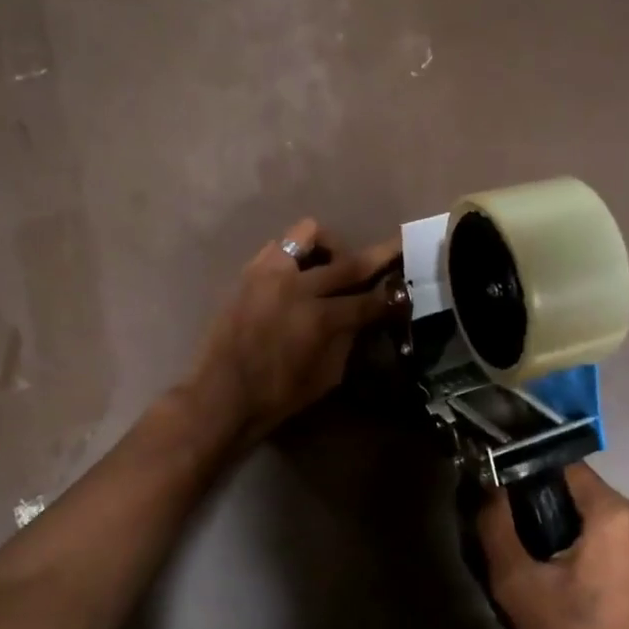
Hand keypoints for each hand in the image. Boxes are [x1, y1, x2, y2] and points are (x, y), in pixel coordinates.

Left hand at [187, 217, 403, 443]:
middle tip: (397, 246)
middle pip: (349, 262)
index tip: (407, 290)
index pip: (369, 300)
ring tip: (332, 265)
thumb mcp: (327, 376)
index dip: (391, 297)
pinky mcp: (249, 272)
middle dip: (380, 254)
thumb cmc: (278, 395)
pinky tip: (299, 274)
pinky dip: (296, 254)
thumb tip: (363, 316)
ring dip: (330, 247)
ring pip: (309, 234)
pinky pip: (279, 246)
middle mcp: (297, 287)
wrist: (221, 394)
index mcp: (320, 319)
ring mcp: (270, 274)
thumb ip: (348, 339)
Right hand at [478, 464, 628, 628]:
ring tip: (535, 547)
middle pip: (579, 485)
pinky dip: (583, 532)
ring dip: (563, 516)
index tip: (502, 489)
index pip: (563, 465)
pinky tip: (562, 561)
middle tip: (514, 525)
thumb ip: (496, 524)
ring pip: (593, 505)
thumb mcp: (516, 581)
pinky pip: (608, 524)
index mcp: (614, 512)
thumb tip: (489, 484)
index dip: (528, 471)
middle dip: (544, 498)